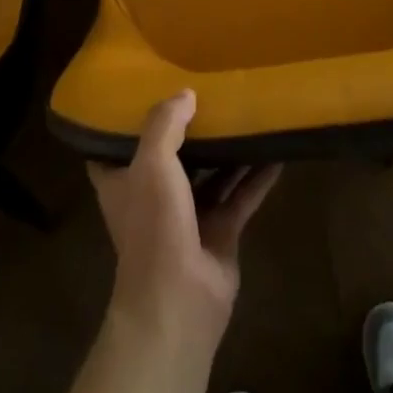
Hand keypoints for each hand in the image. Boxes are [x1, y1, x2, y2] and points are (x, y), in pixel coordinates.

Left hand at [87, 90, 280, 351]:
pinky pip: (241, 195)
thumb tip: (186, 93)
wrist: (178, 302)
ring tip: (248, 111)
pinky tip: (278, 152)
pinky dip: (258, 176)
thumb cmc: (153, 227)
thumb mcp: (151, 163)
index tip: (144, 90)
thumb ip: (165, 123)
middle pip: (171, 155)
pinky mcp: (221, 232)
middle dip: (188, 128)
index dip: (126, 122)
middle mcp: (154, 196)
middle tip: (209, 90)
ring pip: (211, 173)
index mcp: (124, 182)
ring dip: (228, 149)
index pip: (114, 147)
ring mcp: (189, 216)